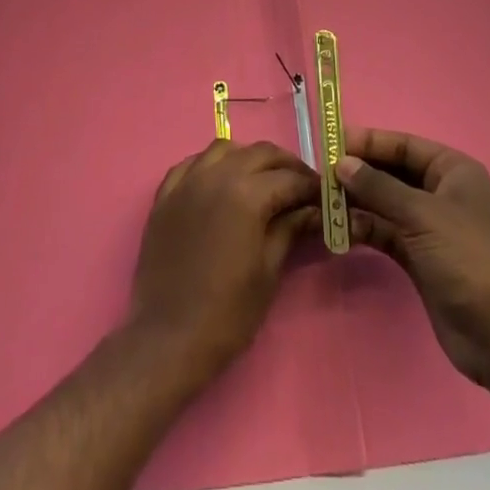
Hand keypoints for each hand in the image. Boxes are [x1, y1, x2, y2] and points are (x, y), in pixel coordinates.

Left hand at [129, 140, 318, 387]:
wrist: (167, 340)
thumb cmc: (226, 314)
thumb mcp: (268, 272)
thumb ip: (290, 229)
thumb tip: (312, 210)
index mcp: (246, 194)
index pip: (289, 178)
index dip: (311, 186)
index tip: (324, 196)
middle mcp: (216, 175)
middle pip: (260, 153)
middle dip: (286, 166)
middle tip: (301, 187)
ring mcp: (187, 182)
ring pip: (225, 149)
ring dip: (249, 159)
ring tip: (262, 181)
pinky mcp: (165, 195)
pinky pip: (192, 164)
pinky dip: (212, 165)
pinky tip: (220, 183)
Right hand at [335, 126, 489, 390]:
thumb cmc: (467, 258)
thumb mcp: (422, 215)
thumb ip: (379, 187)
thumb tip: (341, 163)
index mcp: (452, 170)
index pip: (404, 145)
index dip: (369, 142)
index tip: (332, 142)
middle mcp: (441, 192)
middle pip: (393, 173)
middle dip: (359, 173)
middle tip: (321, 173)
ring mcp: (430, 226)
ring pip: (386, 204)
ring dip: (358, 202)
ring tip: (324, 202)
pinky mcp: (420, 257)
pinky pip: (386, 232)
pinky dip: (365, 229)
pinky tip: (340, 230)